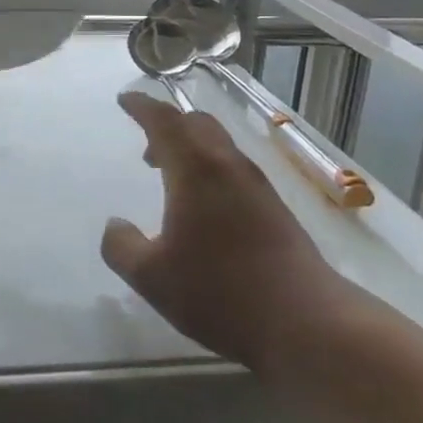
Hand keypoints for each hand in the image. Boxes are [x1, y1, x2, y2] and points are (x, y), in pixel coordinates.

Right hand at [104, 92, 343, 373]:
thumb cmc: (220, 292)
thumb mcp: (151, 277)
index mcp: (195, 169)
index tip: (125, 99)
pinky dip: (211, 169)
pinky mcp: (276, 208)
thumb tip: (115, 225)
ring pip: (219, 145)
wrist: (306, 323)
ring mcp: (257, 186)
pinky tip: (205, 206)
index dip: (142, 106)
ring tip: (171, 177)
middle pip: (196, 124)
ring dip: (191, 148)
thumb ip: (121, 246)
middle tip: (147, 147)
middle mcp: (227, 166)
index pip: (164, 121)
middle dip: (168, 125)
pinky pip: (234, 168)